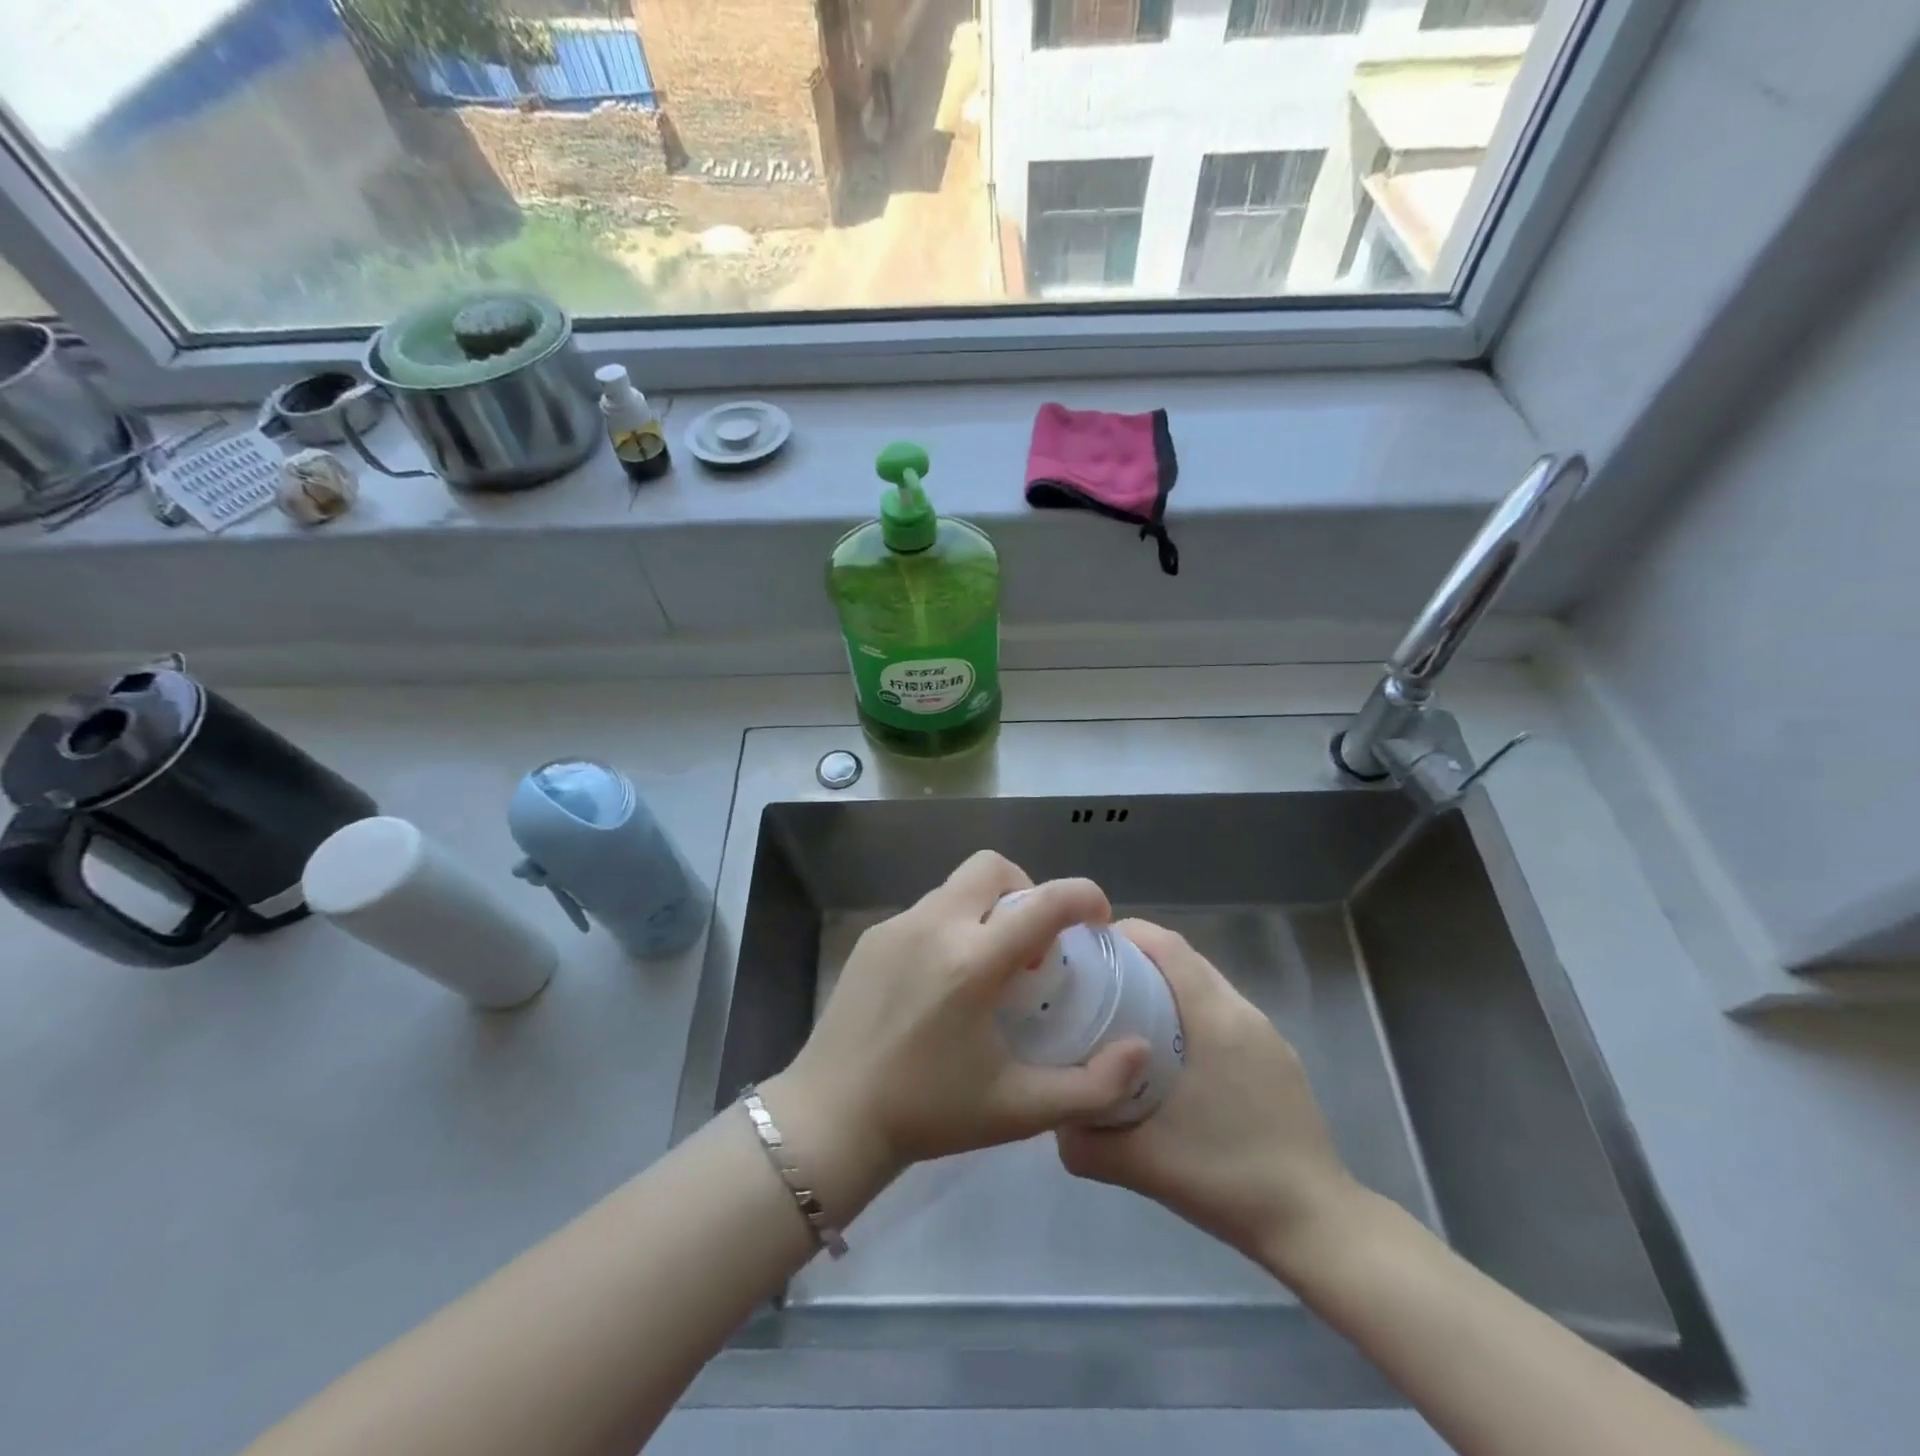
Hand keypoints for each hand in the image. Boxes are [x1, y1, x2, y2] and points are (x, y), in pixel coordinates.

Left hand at [772, 852, 1150, 1185]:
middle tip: (1032, 946)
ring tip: (988, 968)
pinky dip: (951, 926)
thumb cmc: (930, 1114)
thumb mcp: (1021, 1110)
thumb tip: (1140, 1049)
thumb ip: (1093, 1085)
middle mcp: (936, 926)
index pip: (1045, 901)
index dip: (1084, 896)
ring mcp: (898, 926)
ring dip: (988, 909)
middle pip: (994, 867)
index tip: (1097, 919)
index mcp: (974, 961)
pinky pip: (926, 911)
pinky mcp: (872, 937)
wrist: (831, 1117)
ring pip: (958, 887)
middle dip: (1027, 890)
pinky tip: (943, 981)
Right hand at [1055, 919, 1360, 1276]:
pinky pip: (1224, 1014)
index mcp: (1214, 1019)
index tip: (1086, 949)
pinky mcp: (1277, 1059)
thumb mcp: (1141, 1163)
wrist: (1315, 1224)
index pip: (1167, 945)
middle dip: (1137, 959)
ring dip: (1165, 987)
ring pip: (1205, 986)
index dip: (1126, 933)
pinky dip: (1190, 1014)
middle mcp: (1243, 1013)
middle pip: (1184, 959)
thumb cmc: (1227, 1178)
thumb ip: (1084, 1143)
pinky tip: (1171, 1057)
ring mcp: (1266, 1035)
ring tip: (1126, 1018)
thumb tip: (1055, 1119)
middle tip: (1094, 985)